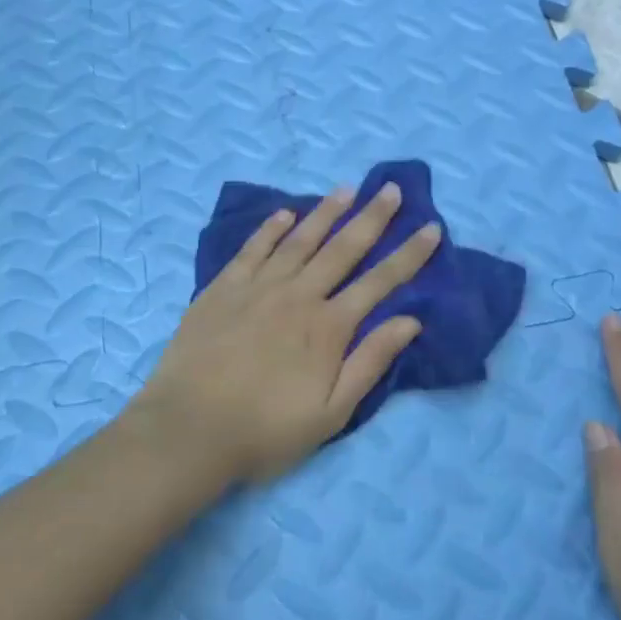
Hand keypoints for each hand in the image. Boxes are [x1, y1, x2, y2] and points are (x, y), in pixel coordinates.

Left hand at [133, 180, 440, 483]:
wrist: (189, 430)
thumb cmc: (266, 430)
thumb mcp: (332, 412)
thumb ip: (370, 362)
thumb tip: (410, 320)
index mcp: (328, 326)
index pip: (380, 281)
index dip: (409, 254)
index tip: (431, 227)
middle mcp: (298, 295)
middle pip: (343, 248)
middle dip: (372, 217)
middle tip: (390, 189)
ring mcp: (258, 287)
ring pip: (300, 239)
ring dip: (326, 213)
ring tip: (347, 189)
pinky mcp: (222, 288)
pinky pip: (252, 249)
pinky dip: (270, 228)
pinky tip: (284, 214)